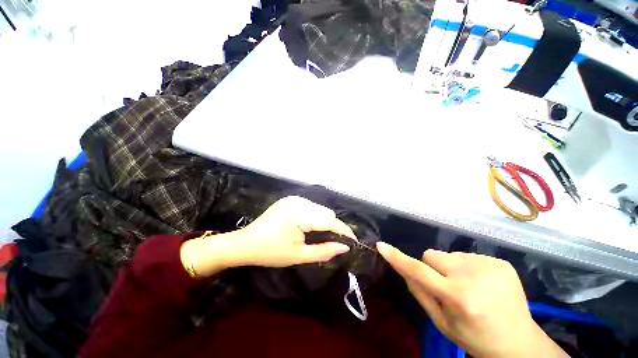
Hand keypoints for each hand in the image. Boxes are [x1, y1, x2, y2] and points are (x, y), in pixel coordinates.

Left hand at [181, 196, 356, 276]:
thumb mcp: (299, 255)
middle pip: (326, 212)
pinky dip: (315, 216)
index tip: (354, 241)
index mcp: (300, 214)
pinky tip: (308, 226)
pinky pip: (310, 207)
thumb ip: (324, 251)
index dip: (344, 230)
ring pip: (319, 209)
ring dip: (324, 221)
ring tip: (320, 235)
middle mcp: (299, 201)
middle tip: (333, 242)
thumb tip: (345, 247)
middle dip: (333, 227)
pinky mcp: (290, 199)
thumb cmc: (271, 252)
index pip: (329, 220)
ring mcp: (294, 198)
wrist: (246, 243)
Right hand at [376, 243, 566, 357]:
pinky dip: (468, 268)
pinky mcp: (500, 262)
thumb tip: (403, 267)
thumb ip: (419, 293)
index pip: (419, 271)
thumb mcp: (441, 322)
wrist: (519, 343)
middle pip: (432, 255)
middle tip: (447, 287)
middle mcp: (473, 276)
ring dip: (451, 268)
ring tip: (468, 288)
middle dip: (432, 268)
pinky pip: (467, 256)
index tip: (381, 246)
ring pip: (449, 255)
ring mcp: (489, 265)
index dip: (398, 258)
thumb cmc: (474, 338)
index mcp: (458, 297)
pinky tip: (483, 285)